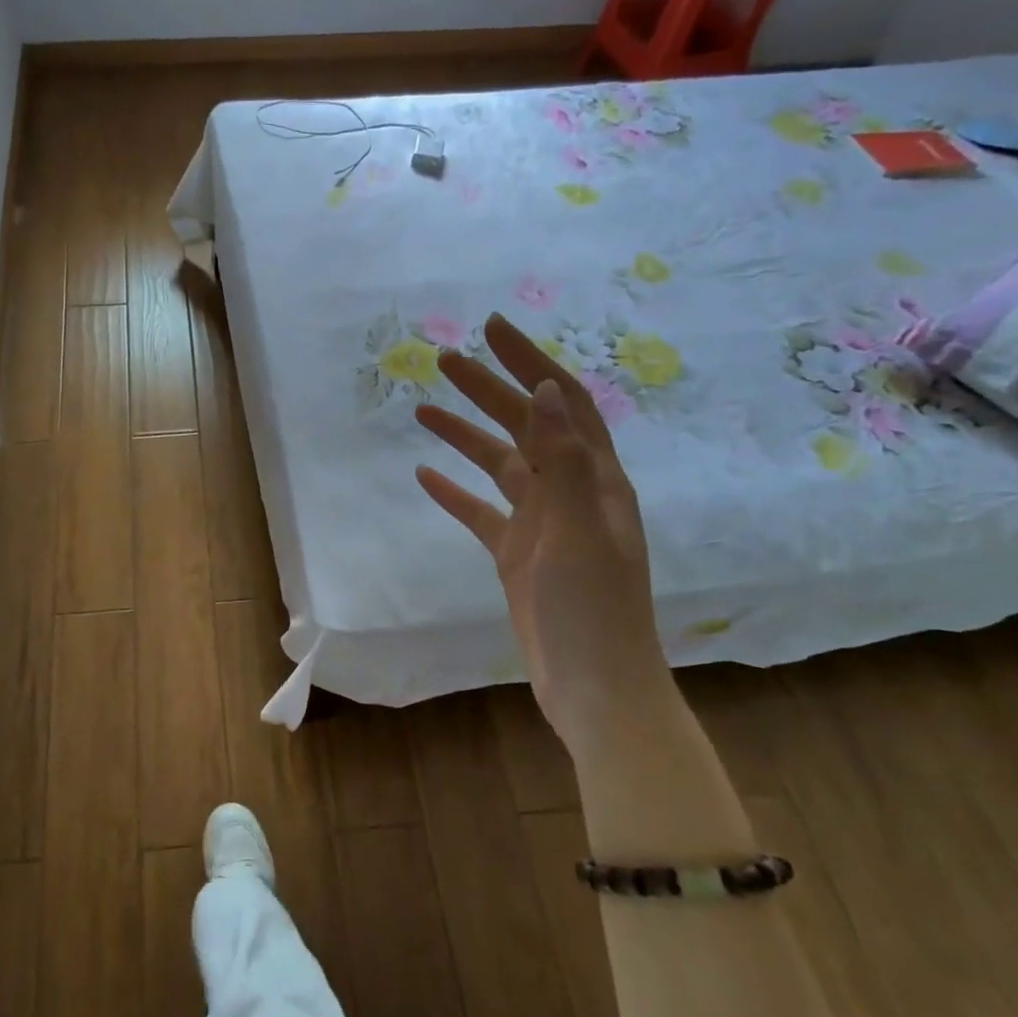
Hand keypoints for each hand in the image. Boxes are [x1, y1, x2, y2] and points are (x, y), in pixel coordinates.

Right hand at [414, 314, 667, 752]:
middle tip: (442, 360)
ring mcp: (542, 524)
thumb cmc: (593, 608)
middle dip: (487, 389)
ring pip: (499, 465)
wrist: (594, 687)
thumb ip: (564, 460)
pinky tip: (425, 477)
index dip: (529, 361)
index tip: (491, 329)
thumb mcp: (579, 530)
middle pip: (525, 425)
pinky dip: (455, 492)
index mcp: (595, 479)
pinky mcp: (518, 554)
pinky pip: (481, 512)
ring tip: (422, 408)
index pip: (562, 402)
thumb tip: (546, 388)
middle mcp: (571, 492)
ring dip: (464, 435)